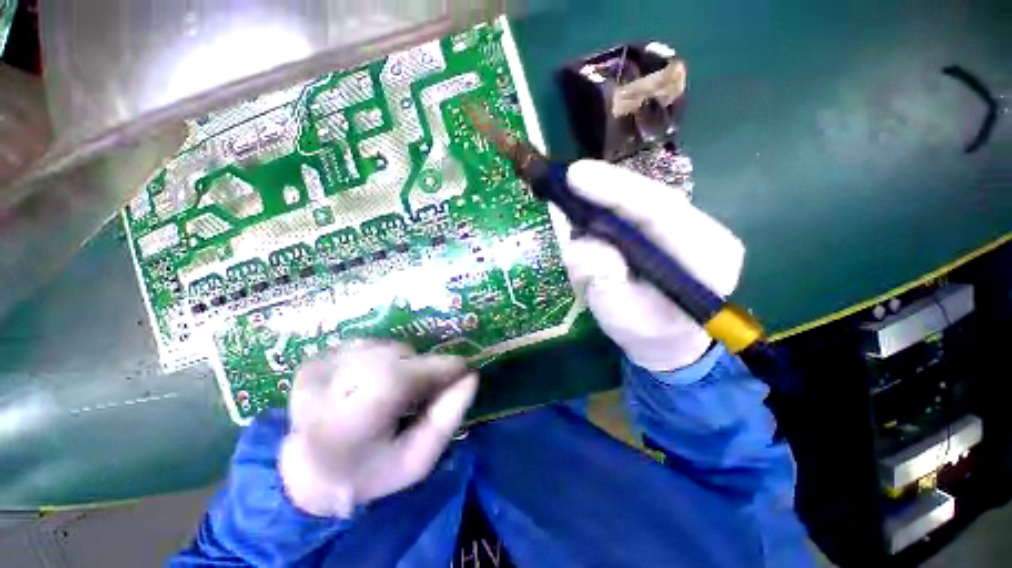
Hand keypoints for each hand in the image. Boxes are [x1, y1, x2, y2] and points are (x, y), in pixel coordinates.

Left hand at [279, 340, 477, 517]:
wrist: (312, 471)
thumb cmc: (371, 471)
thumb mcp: (418, 460)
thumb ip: (447, 419)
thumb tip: (471, 378)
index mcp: (346, 426)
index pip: (397, 380)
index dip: (437, 369)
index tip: (463, 370)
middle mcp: (323, 391)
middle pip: (395, 358)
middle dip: (422, 370)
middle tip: (428, 391)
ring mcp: (316, 370)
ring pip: (386, 348)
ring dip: (403, 365)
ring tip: (398, 392)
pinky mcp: (314, 359)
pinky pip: (370, 345)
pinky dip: (383, 360)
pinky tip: (375, 383)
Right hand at [563, 160, 744, 371]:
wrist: (665, 337)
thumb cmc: (646, 334)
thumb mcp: (620, 317)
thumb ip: (603, 280)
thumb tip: (582, 244)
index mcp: (706, 258)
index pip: (662, 211)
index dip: (616, 190)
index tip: (576, 176)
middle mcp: (703, 232)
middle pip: (651, 197)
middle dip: (606, 187)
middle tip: (567, 179)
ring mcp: (687, 227)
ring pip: (639, 199)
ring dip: (602, 197)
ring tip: (571, 198)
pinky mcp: (667, 227)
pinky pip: (633, 209)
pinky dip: (605, 208)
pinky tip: (585, 213)